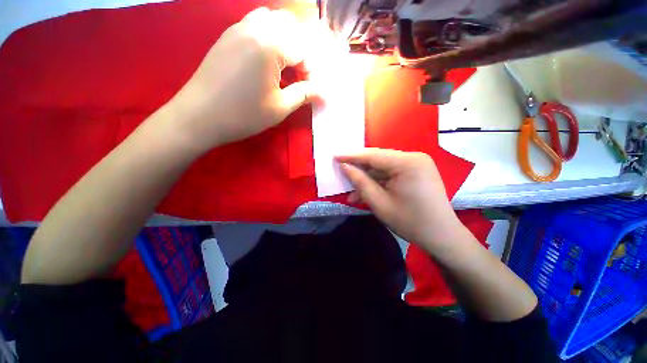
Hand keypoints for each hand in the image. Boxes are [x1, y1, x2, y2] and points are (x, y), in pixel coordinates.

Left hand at [165, 8, 322, 152]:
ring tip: (281, 67)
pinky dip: (266, 36)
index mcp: (271, 46)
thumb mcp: (280, 108)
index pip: (304, 50)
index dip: (310, 72)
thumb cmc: (244, 115)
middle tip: (296, 76)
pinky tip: (263, 60)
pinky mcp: (227, 35)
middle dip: (299, 51)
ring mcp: (238, 28)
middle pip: (290, 27)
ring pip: (271, 20)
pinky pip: (253, 23)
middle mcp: (255, 28)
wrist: (199, 116)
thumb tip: (325, 94)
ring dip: (283, 40)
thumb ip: (304, 95)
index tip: (308, 90)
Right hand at [336, 148, 463, 248]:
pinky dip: (379, 182)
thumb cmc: (410, 222)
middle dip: (359, 169)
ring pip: (383, 168)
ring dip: (368, 179)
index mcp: (407, 163)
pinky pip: (391, 173)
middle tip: (341, 172)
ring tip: (352, 193)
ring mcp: (416, 164)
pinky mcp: (416, 172)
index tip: (334, 156)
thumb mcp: (379, 203)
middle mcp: (414, 157)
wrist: (441, 237)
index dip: (351, 156)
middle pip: (378, 160)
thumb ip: (360, 182)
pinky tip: (367, 193)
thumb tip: (344, 166)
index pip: (372, 155)